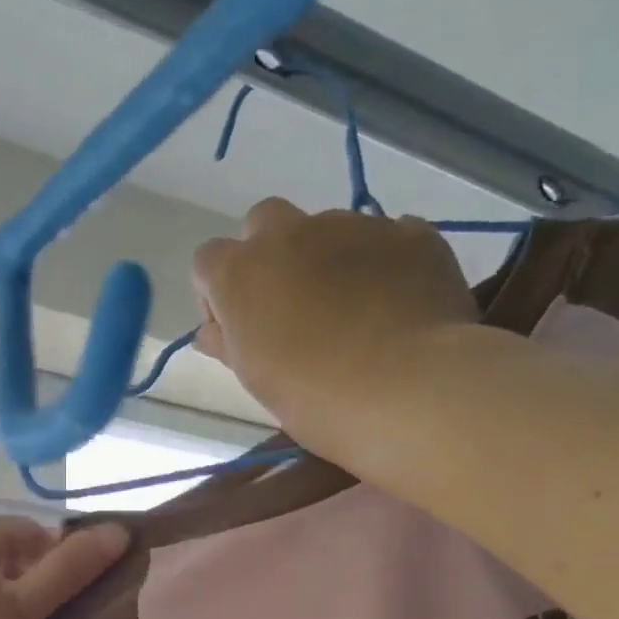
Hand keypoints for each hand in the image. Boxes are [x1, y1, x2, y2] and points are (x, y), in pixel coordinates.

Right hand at [192, 197, 477, 455]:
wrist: (409, 389)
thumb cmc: (314, 396)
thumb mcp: (255, 378)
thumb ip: (228, 343)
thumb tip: (213, 332)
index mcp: (241, 272)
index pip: (209, 260)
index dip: (218, 292)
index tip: (238, 327)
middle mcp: (291, 233)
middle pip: (265, 222)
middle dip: (270, 255)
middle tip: (291, 306)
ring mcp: (354, 226)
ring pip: (328, 229)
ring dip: (327, 259)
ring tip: (353, 311)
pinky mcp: (409, 234)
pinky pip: (385, 237)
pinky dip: (381, 263)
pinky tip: (394, 303)